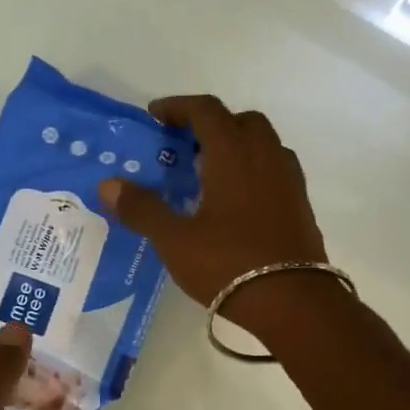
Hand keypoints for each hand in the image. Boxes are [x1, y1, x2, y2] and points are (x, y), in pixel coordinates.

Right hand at [99, 96, 332, 338]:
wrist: (294, 303)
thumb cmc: (229, 265)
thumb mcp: (175, 240)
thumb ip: (142, 209)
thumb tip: (108, 184)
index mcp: (233, 155)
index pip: (207, 110)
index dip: (179, 107)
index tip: (156, 116)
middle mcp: (266, 157)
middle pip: (241, 120)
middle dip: (212, 123)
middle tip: (185, 145)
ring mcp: (289, 181)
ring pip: (264, 144)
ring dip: (237, 145)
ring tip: (210, 172)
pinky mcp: (300, 206)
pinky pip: (275, 170)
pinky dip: (254, 170)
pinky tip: (237, 201)